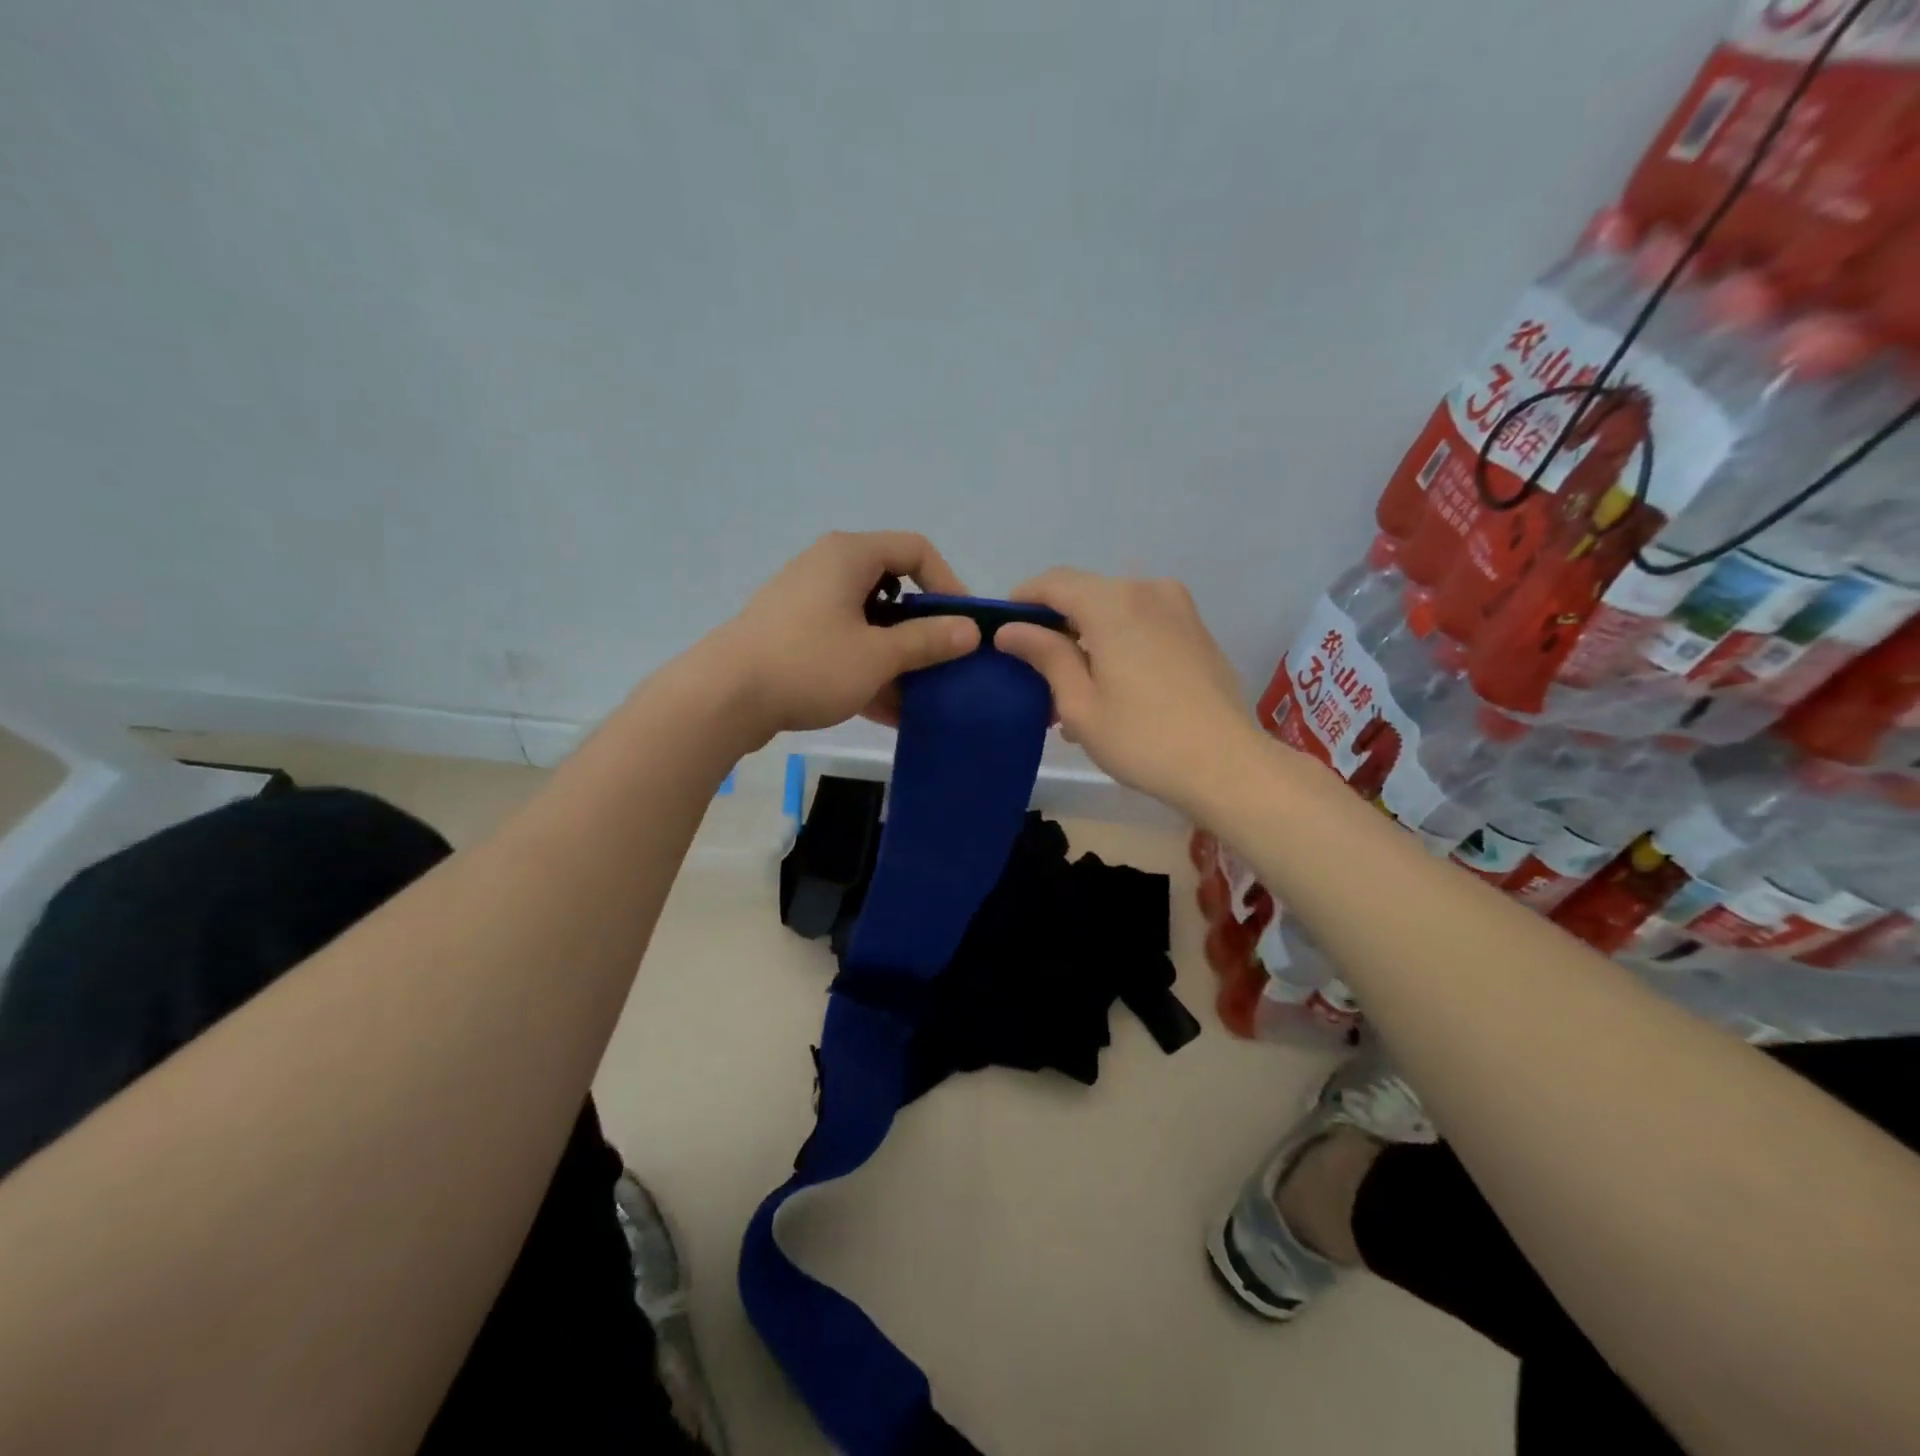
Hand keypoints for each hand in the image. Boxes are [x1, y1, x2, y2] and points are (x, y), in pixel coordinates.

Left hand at [712, 531, 980, 740]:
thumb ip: (927, 641)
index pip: (915, 549)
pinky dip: (867, 668)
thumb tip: (970, 630)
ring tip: (920, 694)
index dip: (948, 582)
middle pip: (893, 587)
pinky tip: (889, 709)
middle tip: (944, 661)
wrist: (723, 697)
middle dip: (923, 628)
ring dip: (897, 655)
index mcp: (849, 556)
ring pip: (868, 621)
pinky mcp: (792, 635)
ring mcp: (806, 603)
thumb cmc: (808, 664)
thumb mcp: (877, 655)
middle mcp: (827, 568)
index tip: (962, 625)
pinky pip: (843, 643)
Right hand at [995, 569, 1256, 812]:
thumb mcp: (1079, 702)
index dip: (1023, 601)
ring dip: (1087, 638)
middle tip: (1037, 672)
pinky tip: (1111, 687)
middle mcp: (1147, 590)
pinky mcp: (1196, 630)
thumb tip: (1010, 629)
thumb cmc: (1142, 738)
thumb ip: (1045, 655)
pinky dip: (1118, 642)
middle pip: (1086, 594)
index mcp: (1113, 603)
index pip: (1053, 582)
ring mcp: (1178, 608)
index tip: (1004, 632)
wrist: (1226, 765)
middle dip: (1056, 625)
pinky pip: (1143, 622)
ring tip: (1074, 689)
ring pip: (1115, 610)